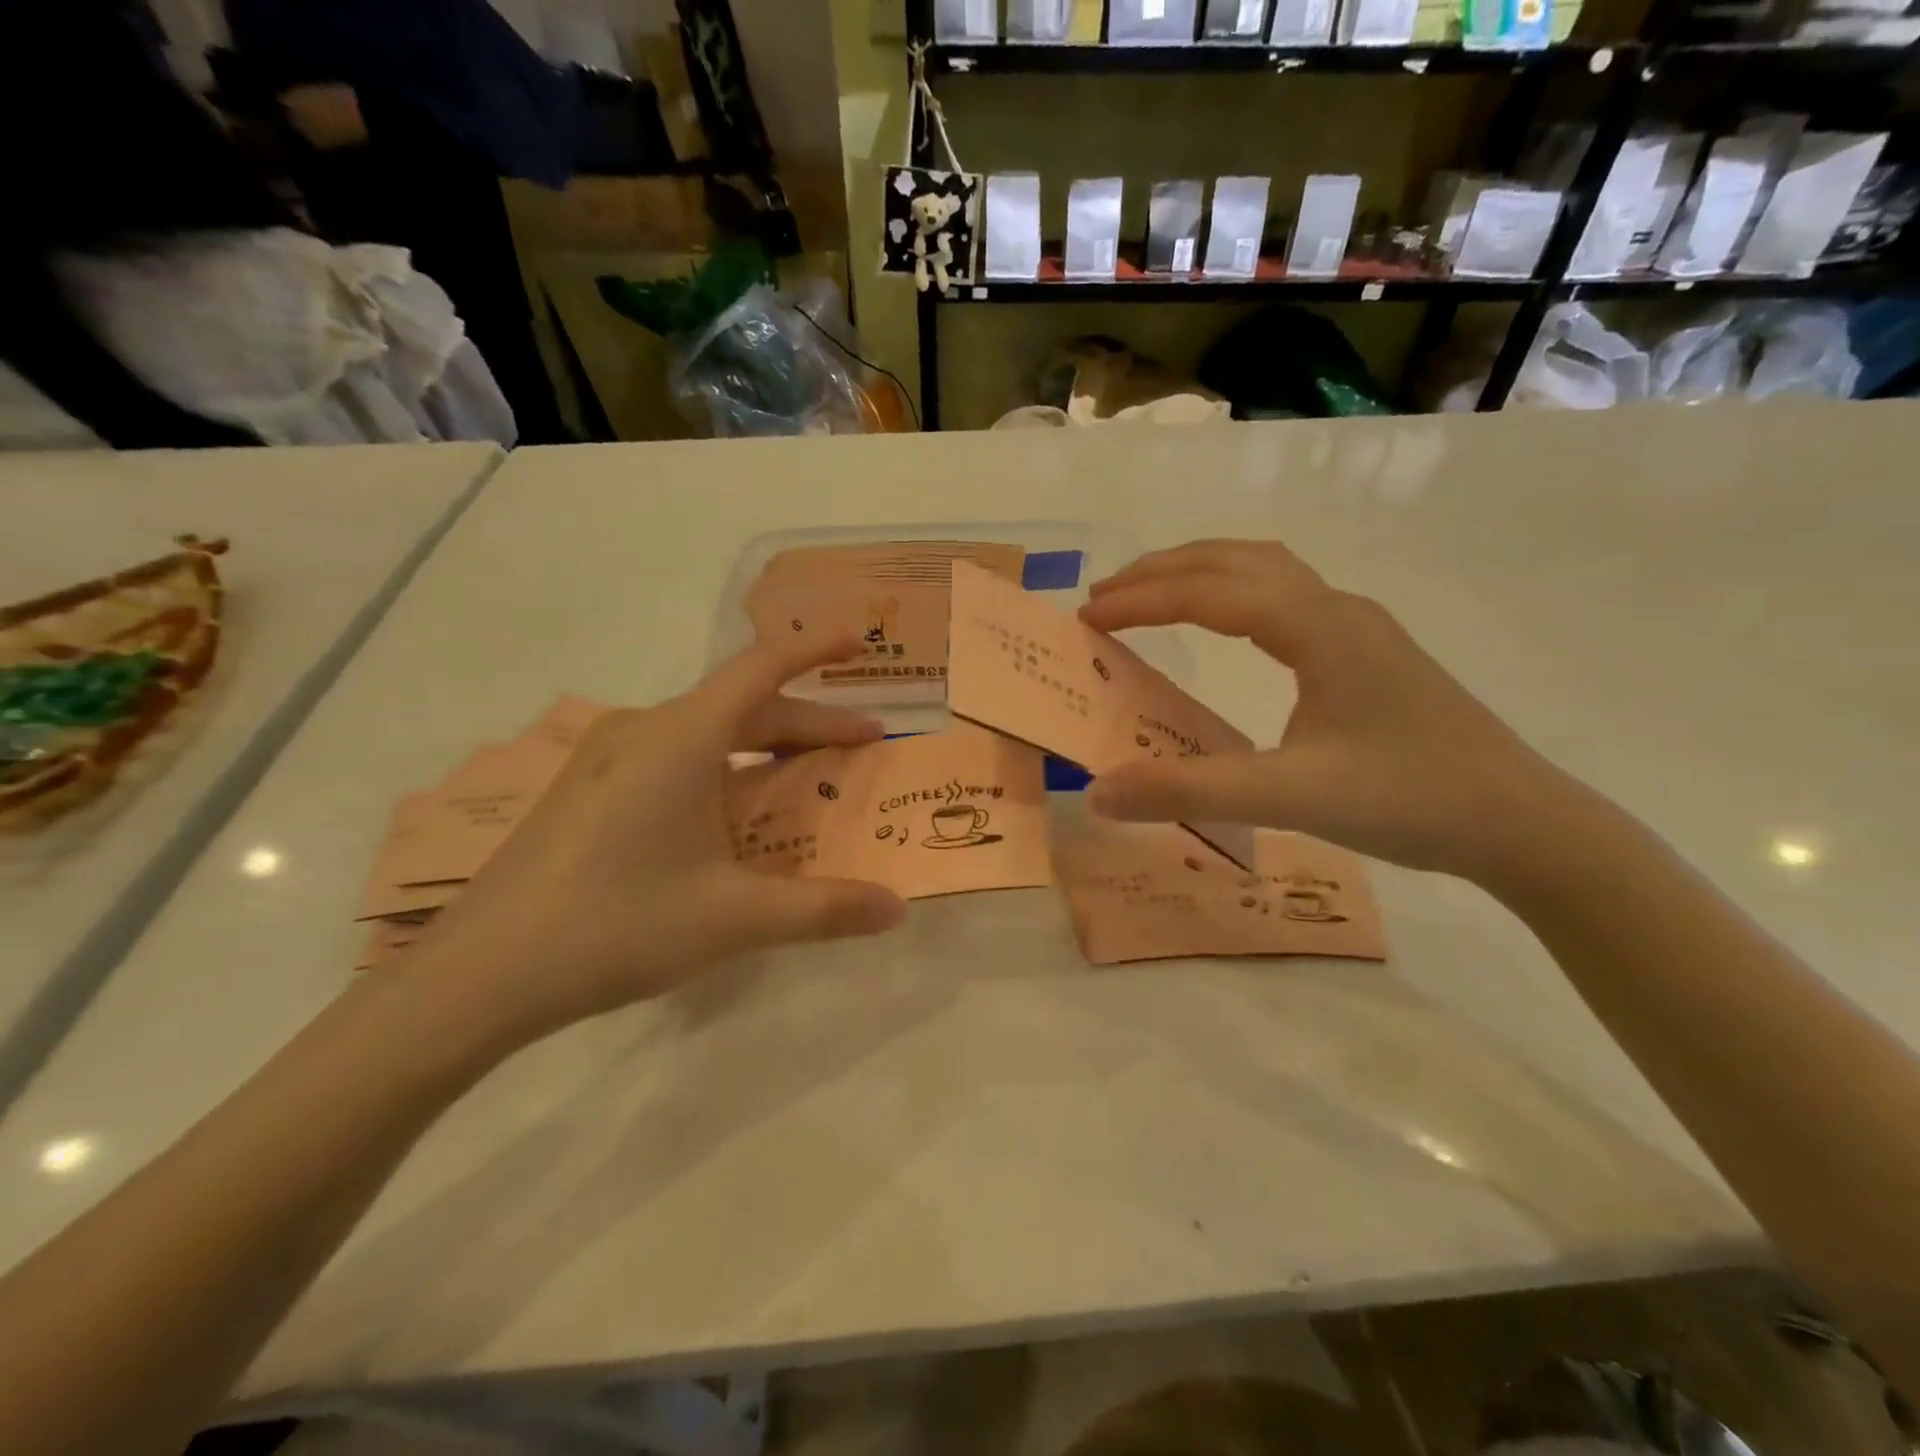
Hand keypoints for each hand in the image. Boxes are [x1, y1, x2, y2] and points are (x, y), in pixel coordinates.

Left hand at [397, 633, 905, 1049]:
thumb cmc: (614, 926)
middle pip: (744, 705)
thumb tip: (897, 910)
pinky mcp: (589, 789)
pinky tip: (732, 815)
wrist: (477, 977)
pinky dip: (724, 767)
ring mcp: (608, 758)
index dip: (816, 649)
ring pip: (707, 732)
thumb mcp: (733, 918)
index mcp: (680, 737)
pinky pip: (674, 757)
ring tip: (807, 777)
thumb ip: (823, 909)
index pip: (761, 667)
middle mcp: (644, 730)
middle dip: (809, 721)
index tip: (861, 642)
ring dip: (765, 746)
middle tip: (864, 746)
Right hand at [1079, 540, 1576, 883]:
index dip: (1141, 600)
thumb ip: (1188, 790)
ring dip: (1201, 573)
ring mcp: (1357, 627)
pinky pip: (1285, 597)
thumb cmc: (1408, 800)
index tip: (1087, 615)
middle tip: (1105, 595)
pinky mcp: (1367, 652)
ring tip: (1152, 595)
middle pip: (1235, 561)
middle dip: (1163, 571)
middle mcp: (1336, 609)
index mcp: (1317, 626)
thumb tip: (1098, 791)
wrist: (1522, 823)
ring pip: (1265, 571)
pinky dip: (1234, 593)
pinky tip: (1228, 625)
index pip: (1209, 592)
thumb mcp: (1289, 796)